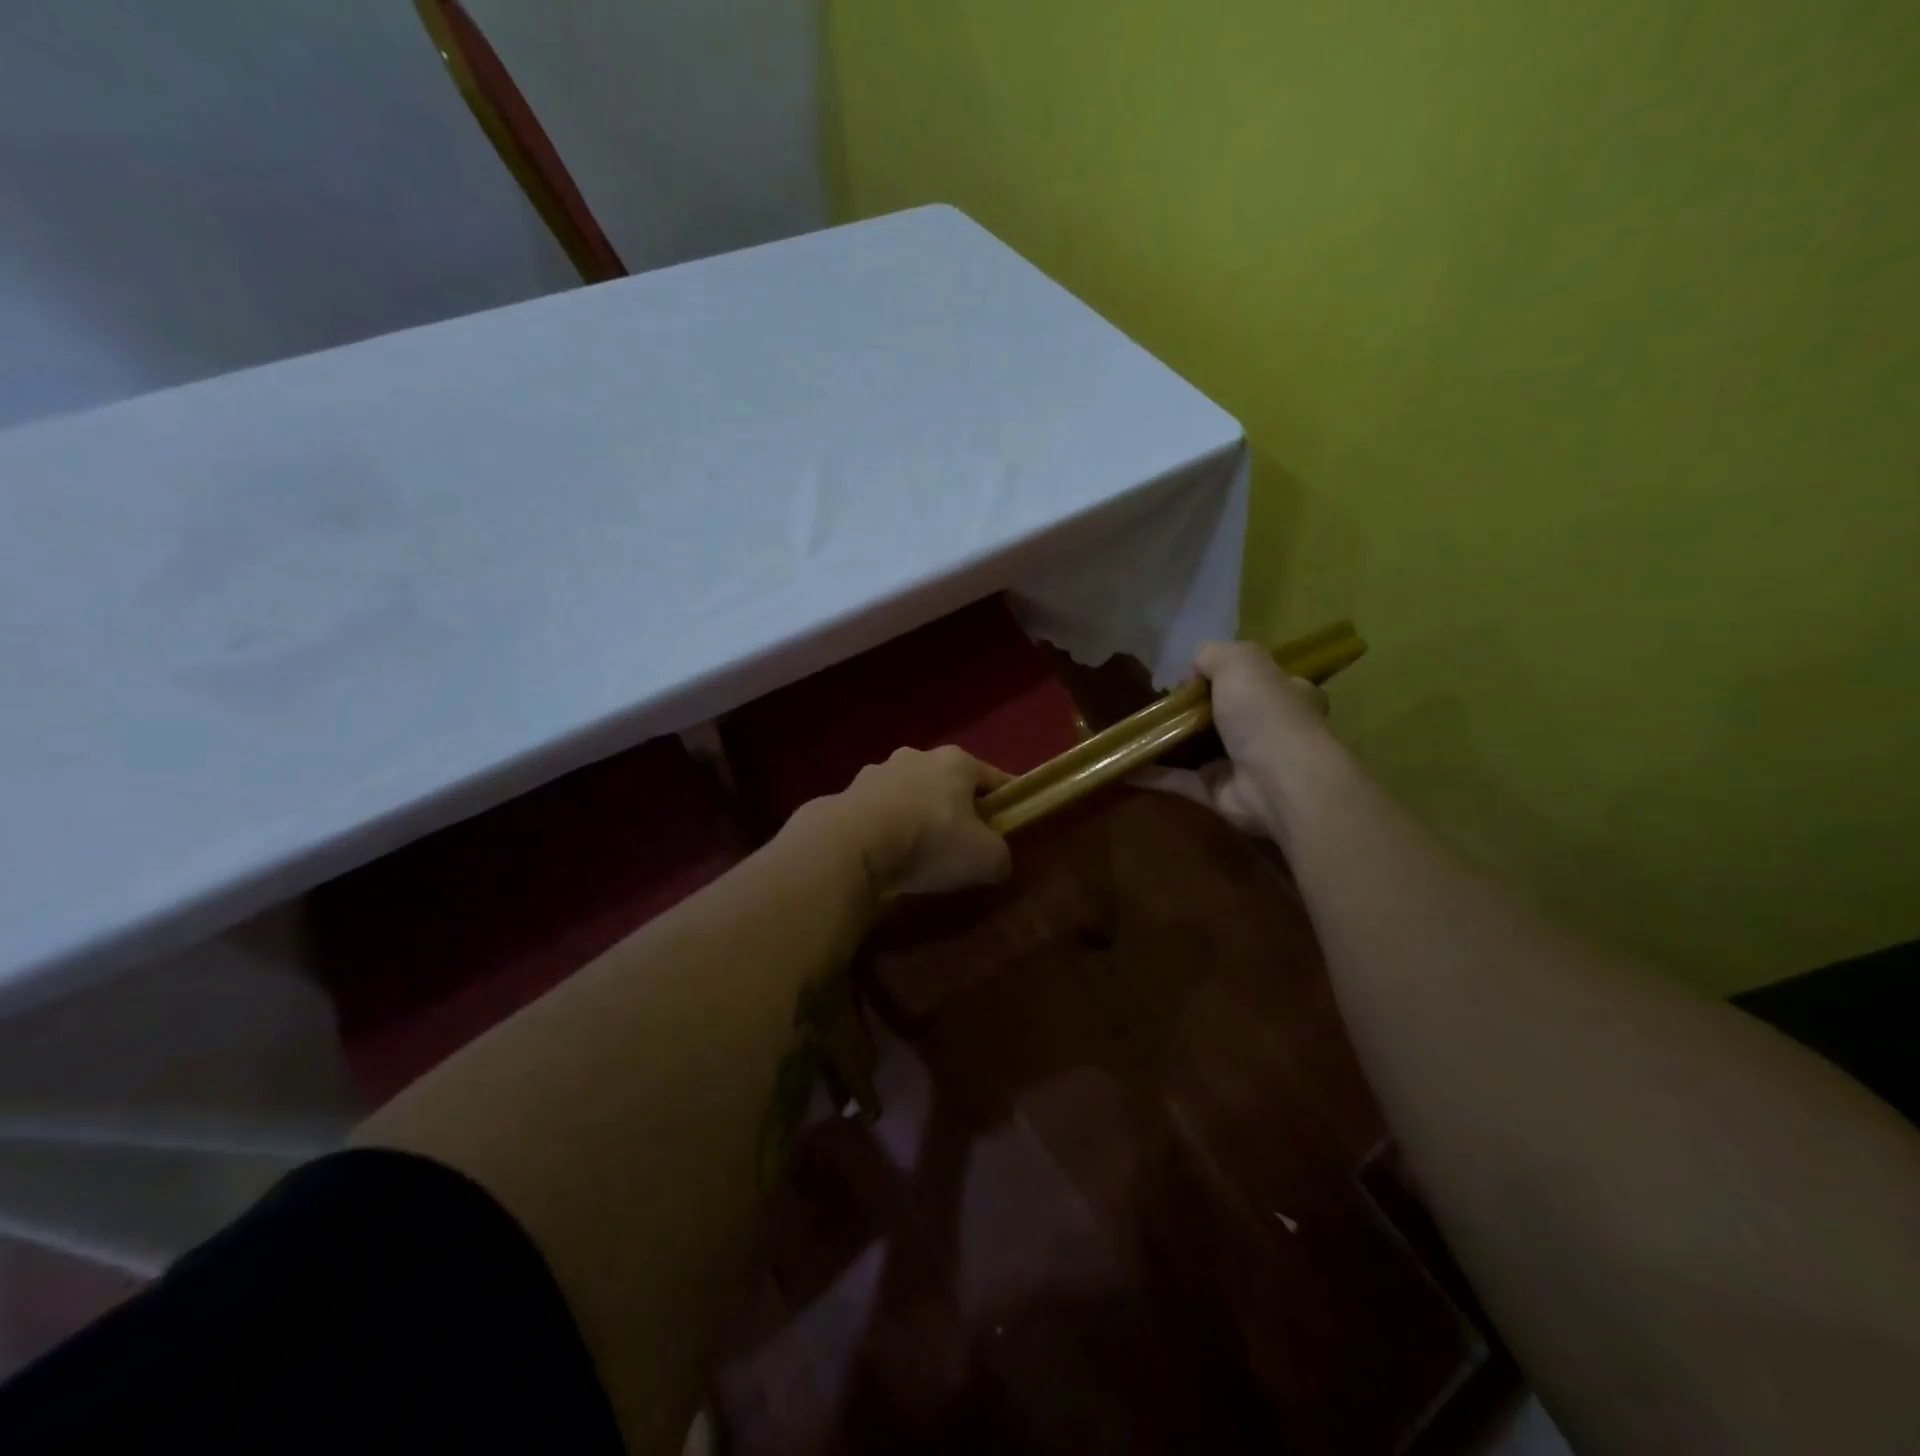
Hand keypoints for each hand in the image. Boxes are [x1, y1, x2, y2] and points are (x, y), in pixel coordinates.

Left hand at [802, 746, 1012, 899]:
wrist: (852, 845)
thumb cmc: (930, 840)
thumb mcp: (986, 858)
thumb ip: (1000, 856)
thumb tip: (996, 860)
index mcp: (956, 761)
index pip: (993, 778)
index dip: (1006, 802)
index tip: (1010, 824)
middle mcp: (917, 756)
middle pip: (947, 783)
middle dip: (956, 808)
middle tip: (962, 843)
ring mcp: (877, 772)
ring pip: (909, 794)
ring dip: (916, 815)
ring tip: (918, 852)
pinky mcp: (847, 793)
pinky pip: (877, 812)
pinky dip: (884, 828)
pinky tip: (885, 855)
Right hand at [1138, 641, 1330, 839]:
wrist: (1277, 781)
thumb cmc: (1265, 713)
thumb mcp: (1240, 661)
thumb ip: (1212, 656)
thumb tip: (1191, 674)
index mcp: (1286, 695)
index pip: (1258, 680)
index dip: (1227, 675)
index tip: (1191, 676)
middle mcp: (1268, 730)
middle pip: (1226, 714)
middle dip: (1194, 710)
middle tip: (1158, 704)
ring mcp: (1243, 765)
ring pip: (1200, 749)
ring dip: (1170, 742)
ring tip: (1134, 731)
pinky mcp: (1219, 795)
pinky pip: (1180, 781)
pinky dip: (1153, 775)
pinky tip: (1124, 766)